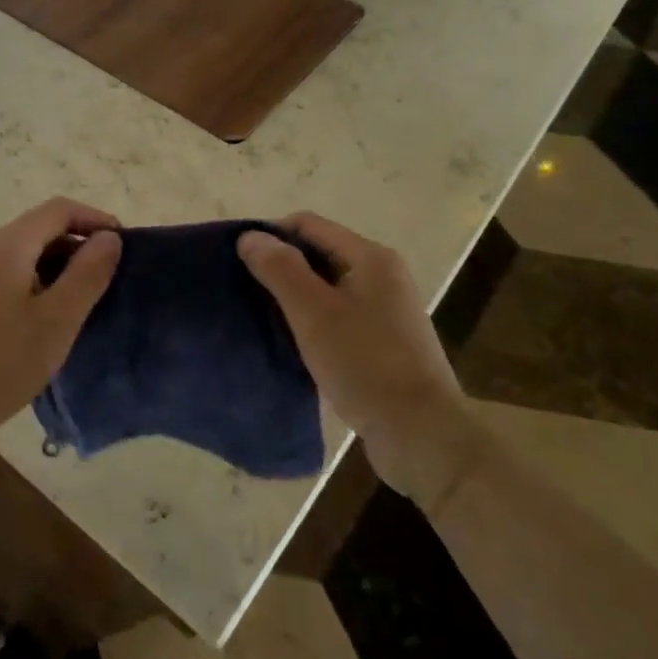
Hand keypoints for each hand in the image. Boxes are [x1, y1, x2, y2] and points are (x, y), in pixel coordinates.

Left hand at [0, 198, 122, 450]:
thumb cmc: (1, 363)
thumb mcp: (57, 320)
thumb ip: (88, 273)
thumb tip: (109, 238)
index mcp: (6, 244)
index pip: (58, 210)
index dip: (95, 219)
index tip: (124, 246)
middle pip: (39, 229)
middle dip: (77, 246)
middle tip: (107, 281)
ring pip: (22, 253)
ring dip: (56, 267)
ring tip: (81, 302)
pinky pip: (5, 273)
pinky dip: (33, 282)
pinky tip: (44, 317)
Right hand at [239, 214, 480, 505]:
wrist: (420, 433)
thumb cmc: (365, 363)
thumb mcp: (313, 312)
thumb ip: (280, 269)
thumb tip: (250, 236)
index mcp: (371, 258)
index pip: (308, 225)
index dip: (271, 235)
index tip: (237, 261)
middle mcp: (382, 276)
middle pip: (318, 254)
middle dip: (280, 267)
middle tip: (242, 290)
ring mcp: (385, 311)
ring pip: (326, 288)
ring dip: (293, 297)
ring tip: (258, 316)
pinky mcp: (382, 343)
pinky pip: (336, 317)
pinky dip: (311, 321)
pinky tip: (288, 341)